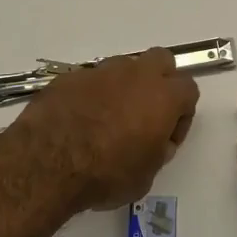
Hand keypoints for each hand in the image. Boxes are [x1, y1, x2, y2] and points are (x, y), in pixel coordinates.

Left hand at [11, 49, 199, 212]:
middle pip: (161, 60)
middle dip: (160, 81)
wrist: (47, 163)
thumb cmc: (106, 174)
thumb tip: (156, 141)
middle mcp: (136, 75)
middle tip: (146, 114)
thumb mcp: (145, 176)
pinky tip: (80, 119)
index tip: (166, 137)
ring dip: (124, 86)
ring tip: (108, 118)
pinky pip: (91, 79)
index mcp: (163, 97)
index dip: (182, 114)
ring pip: (124, 67)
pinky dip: (92, 94)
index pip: (189, 89)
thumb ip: (158, 151)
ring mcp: (101, 71)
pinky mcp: (71, 76)